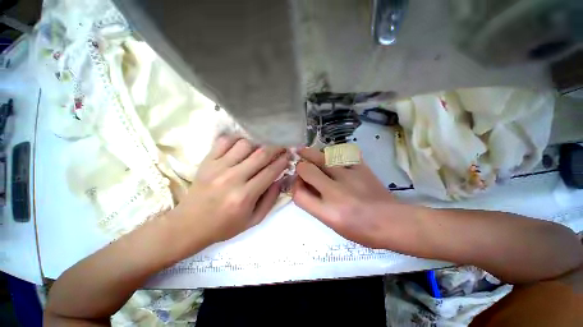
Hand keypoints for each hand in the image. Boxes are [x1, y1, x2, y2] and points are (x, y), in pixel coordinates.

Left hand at [169, 137, 288, 246]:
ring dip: (257, 144)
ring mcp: (217, 167)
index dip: (283, 161)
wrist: (189, 225)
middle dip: (276, 148)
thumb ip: (270, 199)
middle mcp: (232, 178)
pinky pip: (224, 141)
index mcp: (245, 196)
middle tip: (282, 146)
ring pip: (244, 144)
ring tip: (261, 149)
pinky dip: (237, 139)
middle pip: (261, 154)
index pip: (270, 171)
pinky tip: (243, 145)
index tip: (289, 156)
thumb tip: (280, 179)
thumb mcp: (254, 220)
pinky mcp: (206, 162)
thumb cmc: (225, 226)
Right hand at [292, 148, 399, 247]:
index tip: (297, 183)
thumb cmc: (361, 230)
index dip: (294, 186)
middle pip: (307, 170)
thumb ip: (315, 205)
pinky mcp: (361, 168)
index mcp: (328, 211)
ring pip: (322, 157)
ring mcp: (349, 177)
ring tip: (305, 150)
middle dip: (299, 165)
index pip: (298, 194)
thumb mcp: (333, 224)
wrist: (393, 222)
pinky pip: (343, 153)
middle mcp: (335, 192)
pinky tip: (331, 153)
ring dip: (311, 153)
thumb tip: (304, 186)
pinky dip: (334, 152)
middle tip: (298, 161)